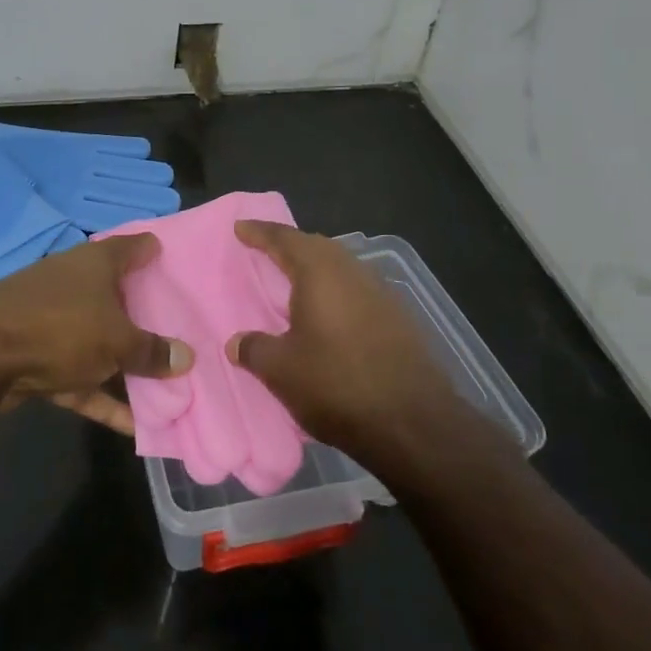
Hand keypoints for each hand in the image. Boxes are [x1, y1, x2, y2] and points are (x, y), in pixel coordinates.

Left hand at [0, 233, 191, 435]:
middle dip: (146, 314)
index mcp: (95, 264)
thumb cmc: (61, 328)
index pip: (132, 246)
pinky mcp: (38, 357)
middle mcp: (75, 284)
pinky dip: (102, 398)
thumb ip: (151, 350)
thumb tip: (186, 356)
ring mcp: (54, 321)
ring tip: (168, 387)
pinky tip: (133, 428)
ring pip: (99, 341)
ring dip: (127, 366)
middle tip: (182, 328)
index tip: (174, 259)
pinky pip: (80, 377)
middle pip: (118, 296)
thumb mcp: (116, 340)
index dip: (152, 249)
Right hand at [229, 220, 468, 468]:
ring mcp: (381, 293)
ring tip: (295, 281)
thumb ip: (255, 349)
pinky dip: (337, 292)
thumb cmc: (337, 385)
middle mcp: (352, 271)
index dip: (260, 232)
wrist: (413, 423)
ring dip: (316, 269)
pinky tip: (330, 314)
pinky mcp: (399, 318)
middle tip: (266, 250)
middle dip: (291, 246)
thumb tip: (236, 342)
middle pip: (316, 247)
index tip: (241, 227)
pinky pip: (357, 290)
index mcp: (319, 272)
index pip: (284, 239)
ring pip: (341, 267)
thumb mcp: (282, 370)